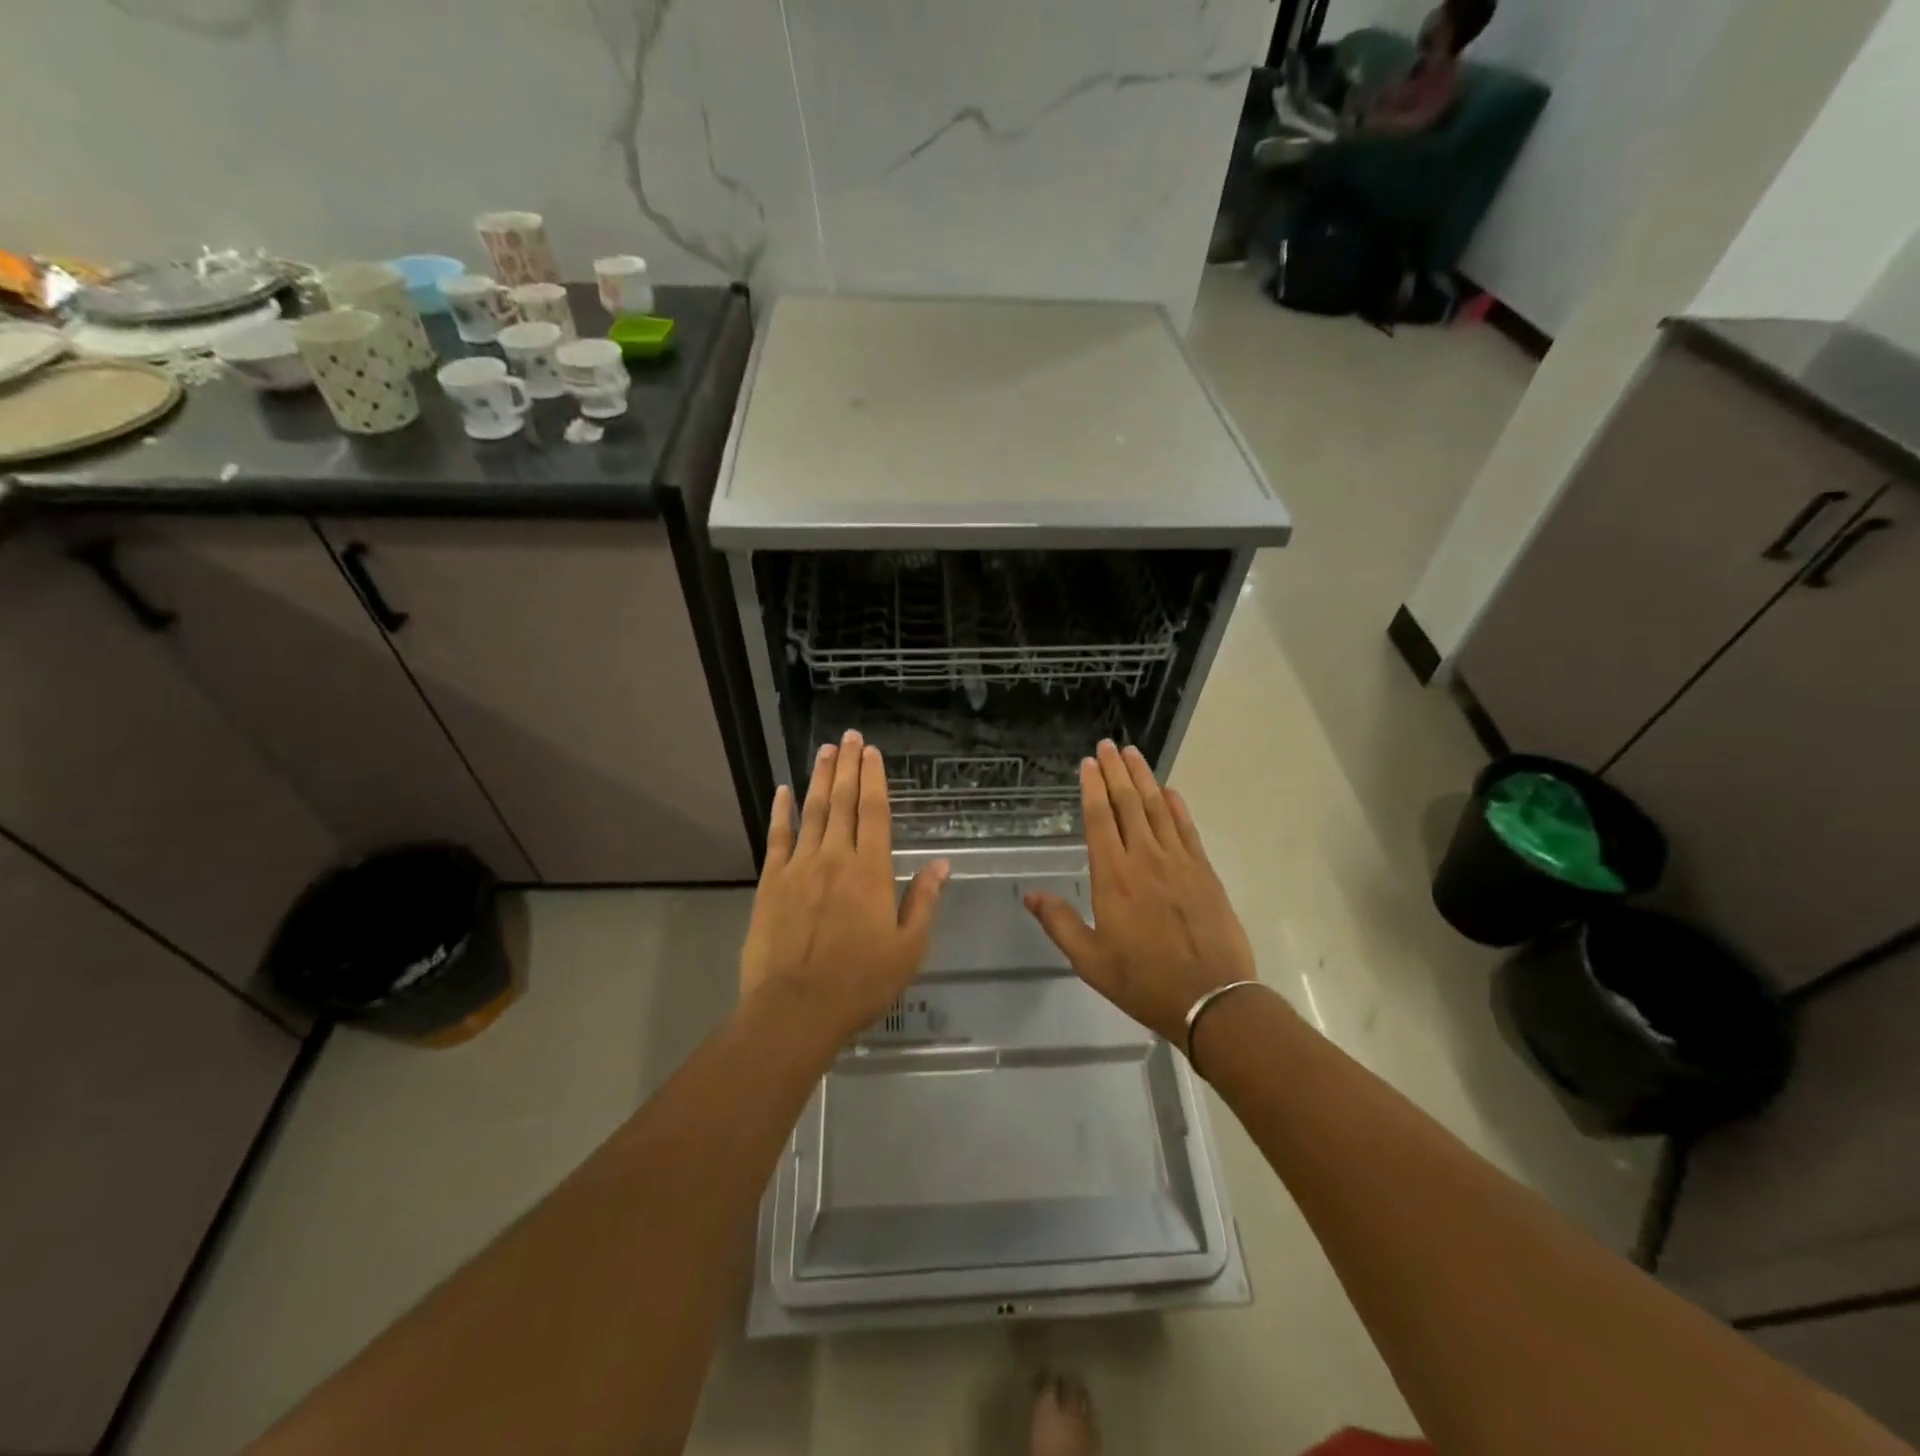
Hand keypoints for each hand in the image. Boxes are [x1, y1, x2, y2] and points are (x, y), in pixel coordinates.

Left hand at [740, 730, 949, 1045]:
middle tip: (850, 737)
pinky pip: (778, 837)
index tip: (872, 752)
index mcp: (871, 871)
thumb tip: (942, 864)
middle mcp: (835, 858)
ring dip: (819, 779)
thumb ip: (923, 901)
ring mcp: (799, 867)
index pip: (874, 812)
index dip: (874, 779)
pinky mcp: (771, 882)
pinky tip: (782, 791)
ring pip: (812, 812)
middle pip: (843, 802)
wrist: (796, 1009)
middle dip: (848, 767)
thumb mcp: (908, 948)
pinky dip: (781, 811)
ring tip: (825, 750)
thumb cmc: (860, 982)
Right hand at [1024, 741, 1254, 1044]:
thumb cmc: (1142, 980)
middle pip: (1128, 804)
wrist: (1211, 998)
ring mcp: (1178, 862)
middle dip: (1116, 772)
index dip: (1092, 788)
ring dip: (1144, 779)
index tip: (1087, 763)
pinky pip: (1187, 829)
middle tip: (1108, 745)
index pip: (1099, 819)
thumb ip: (1059, 923)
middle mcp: (1144, 859)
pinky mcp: (1204, 872)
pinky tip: (1170, 791)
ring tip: (1133, 754)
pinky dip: (1177, 806)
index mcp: (1113, 877)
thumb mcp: (1090, 960)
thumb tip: (1030, 896)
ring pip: (1158, 809)